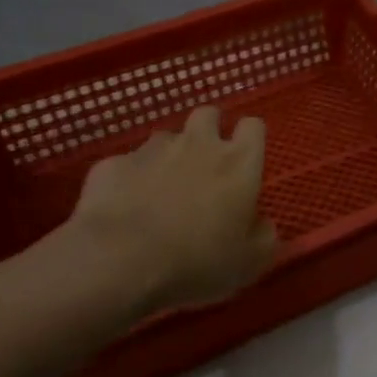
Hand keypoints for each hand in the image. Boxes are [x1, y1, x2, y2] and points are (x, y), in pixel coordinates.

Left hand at [56, 106, 276, 316]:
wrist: (119, 261)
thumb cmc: (197, 261)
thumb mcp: (249, 262)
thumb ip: (263, 237)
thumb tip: (263, 225)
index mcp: (238, 163)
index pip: (253, 126)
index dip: (250, 139)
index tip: (245, 160)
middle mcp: (198, 144)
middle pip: (208, 114)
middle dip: (208, 130)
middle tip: (204, 164)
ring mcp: (152, 150)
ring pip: (165, 138)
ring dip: (168, 156)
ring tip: (161, 189)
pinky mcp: (113, 164)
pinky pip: (126, 165)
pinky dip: (129, 180)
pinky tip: (123, 208)